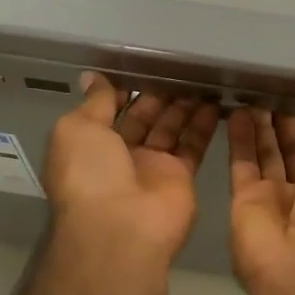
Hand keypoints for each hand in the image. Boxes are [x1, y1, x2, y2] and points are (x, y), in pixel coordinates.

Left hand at [43, 73, 219, 273]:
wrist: (120, 229)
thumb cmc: (90, 174)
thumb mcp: (77, 129)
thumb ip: (94, 102)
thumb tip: (92, 77)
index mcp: (90, 144)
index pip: (109, 110)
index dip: (124, 88)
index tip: (144, 65)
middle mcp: (120, 155)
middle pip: (143, 117)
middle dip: (158, 93)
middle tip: (179, 67)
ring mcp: (152, 167)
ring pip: (170, 128)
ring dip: (183, 104)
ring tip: (201, 77)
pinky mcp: (180, 177)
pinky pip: (193, 145)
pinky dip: (204, 124)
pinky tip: (216, 100)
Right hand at [227, 99, 294, 294]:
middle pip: (291, 148)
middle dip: (283, 119)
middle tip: (271, 84)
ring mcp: (273, 197)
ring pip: (265, 153)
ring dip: (261, 125)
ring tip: (252, 90)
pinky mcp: (243, 201)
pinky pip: (242, 164)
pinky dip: (240, 139)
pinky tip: (237, 111)